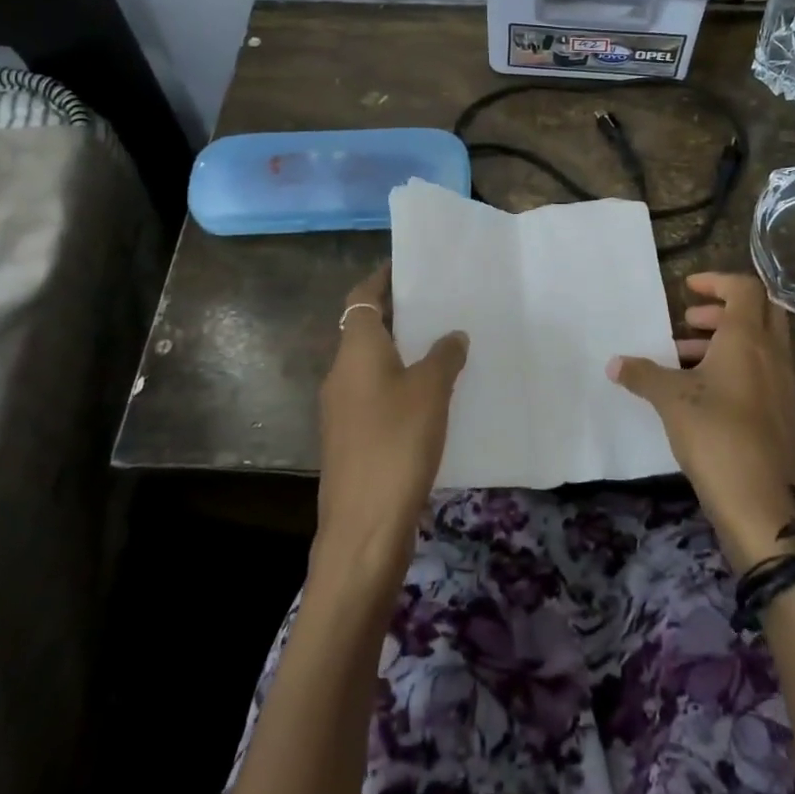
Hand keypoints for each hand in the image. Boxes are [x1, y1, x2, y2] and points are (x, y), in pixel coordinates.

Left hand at [314, 265, 468, 579]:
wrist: (364, 527)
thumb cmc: (396, 443)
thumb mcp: (431, 391)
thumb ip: (444, 356)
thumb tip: (452, 335)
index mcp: (356, 351)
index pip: (362, 297)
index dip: (382, 278)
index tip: (409, 266)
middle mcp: (341, 373)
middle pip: (366, 328)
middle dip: (398, 313)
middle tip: (438, 303)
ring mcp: (342, 408)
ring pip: (372, 363)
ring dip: (401, 350)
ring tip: (442, 344)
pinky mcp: (351, 438)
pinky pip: (375, 394)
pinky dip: (399, 383)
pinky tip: (432, 395)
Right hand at [608, 272, 794, 571]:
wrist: (760, 502)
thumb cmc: (715, 434)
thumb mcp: (671, 399)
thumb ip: (643, 374)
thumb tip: (614, 363)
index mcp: (748, 339)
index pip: (745, 288)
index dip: (717, 280)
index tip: (687, 288)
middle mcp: (772, 354)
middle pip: (760, 311)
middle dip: (723, 309)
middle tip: (689, 321)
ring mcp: (782, 385)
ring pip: (759, 344)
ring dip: (725, 341)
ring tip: (683, 357)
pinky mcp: (782, 413)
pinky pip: (761, 372)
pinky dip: (735, 367)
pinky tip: (702, 392)